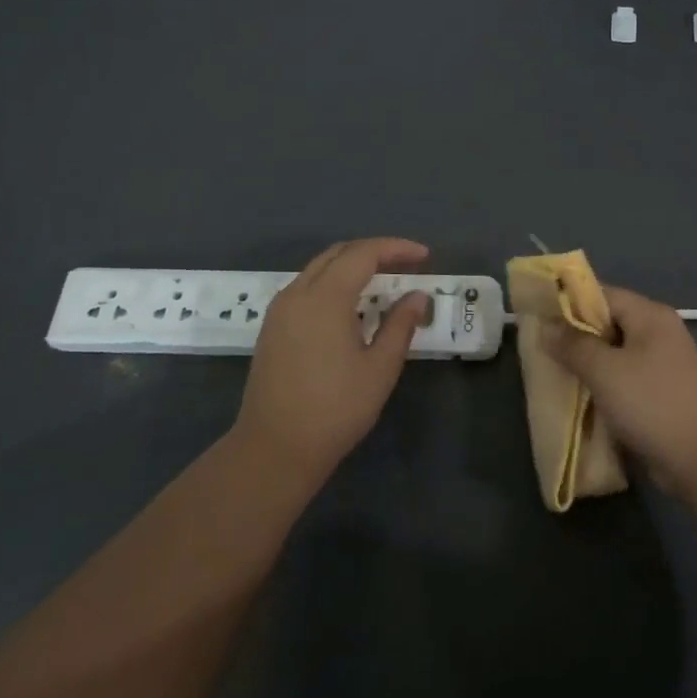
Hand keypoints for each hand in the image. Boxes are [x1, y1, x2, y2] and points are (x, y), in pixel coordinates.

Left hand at [234, 238, 431, 482]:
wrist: (274, 449)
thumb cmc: (335, 409)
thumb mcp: (380, 367)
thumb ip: (401, 325)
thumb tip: (417, 297)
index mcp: (325, 298)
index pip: (364, 254)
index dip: (396, 248)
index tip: (424, 255)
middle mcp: (297, 294)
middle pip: (337, 254)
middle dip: (374, 251)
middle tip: (406, 264)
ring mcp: (280, 311)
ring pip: (318, 269)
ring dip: (352, 266)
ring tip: (383, 281)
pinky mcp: (272, 328)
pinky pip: (306, 288)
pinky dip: (333, 283)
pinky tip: (352, 305)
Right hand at [543, 285, 696, 491]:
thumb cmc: (653, 404)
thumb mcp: (605, 371)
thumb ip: (573, 345)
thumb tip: (546, 327)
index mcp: (649, 316)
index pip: (602, 294)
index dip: (568, 301)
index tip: (537, 315)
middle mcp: (657, 333)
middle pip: (607, 323)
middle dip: (573, 336)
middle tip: (540, 349)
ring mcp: (660, 365)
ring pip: (612, 355)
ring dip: (585, 364)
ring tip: (552, 373)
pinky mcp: (658, 394)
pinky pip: (621, 380)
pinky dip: (600, 386)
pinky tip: (578, 398)